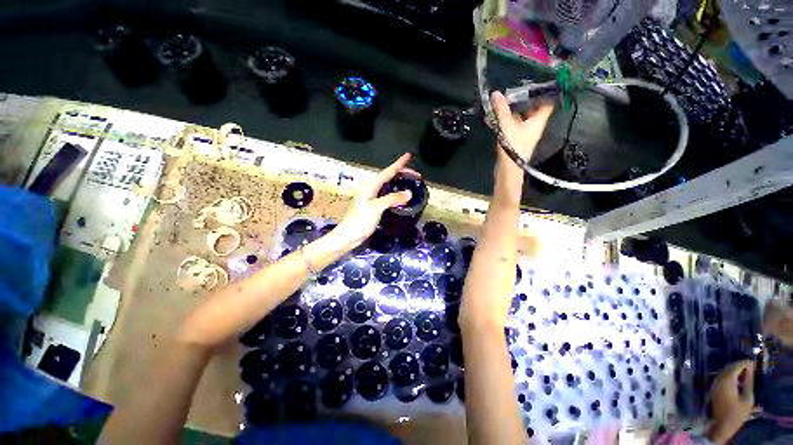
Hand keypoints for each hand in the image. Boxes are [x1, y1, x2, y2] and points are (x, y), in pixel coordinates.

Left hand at [331, 153, 417, 248]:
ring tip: (411, 181)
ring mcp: (372, 196)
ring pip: (388, 184)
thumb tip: (408, 193)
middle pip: (389, 176)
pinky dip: (396, 191)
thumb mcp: (376, 208)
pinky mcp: (373, 204)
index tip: (409, 155)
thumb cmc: (360, 221)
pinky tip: (401, 195)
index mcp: (371, 185)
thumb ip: (392, 199)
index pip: (388, 171)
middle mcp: (371, 187)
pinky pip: (387, 193)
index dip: (399, 163)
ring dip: (400, 181)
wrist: (348, 236)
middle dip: (403, 173)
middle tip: (417, 176)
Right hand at [490, 91, 553, 163]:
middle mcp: (532, 125)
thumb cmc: (513, 146)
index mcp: (538, 120)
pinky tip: (490, 119)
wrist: (508, 168)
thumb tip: (496, 94)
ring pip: (517, 117)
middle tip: (509, 93)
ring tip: (496, 105)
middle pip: (530, 108)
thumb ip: (502, 110)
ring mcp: (523, 133)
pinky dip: (501, 121)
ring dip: (508, 111)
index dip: (541, 93)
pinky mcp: (514, 139)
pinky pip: (509, 126)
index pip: (547, 102)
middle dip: (519, 101)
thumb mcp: (507, 125)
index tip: (531, 85)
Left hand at [708, 360, 755, 443]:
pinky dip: (729, 374)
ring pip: (723, 371)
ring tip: (744, 370)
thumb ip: (748, 382)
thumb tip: (750, 369)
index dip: (743, 363)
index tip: (752, 361)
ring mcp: (714, 384)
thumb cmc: (737, 414)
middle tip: (749, 365)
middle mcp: (718, 380)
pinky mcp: (713, 388)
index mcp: (726, 382)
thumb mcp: (747, 398)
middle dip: (738, 364)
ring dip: (733, 369)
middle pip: (728, 367)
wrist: (722, 425)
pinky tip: (736, 377)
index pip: (734, 367)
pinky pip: (721, 377)